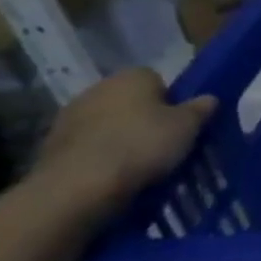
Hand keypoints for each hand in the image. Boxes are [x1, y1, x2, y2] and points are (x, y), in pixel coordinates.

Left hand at [33, 68, 216, 216]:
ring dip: (120, 136)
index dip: (172, 101)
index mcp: (132, 76)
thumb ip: (200, 109)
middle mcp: (98, 87)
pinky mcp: (52, 143)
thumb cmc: (142, 145)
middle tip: (162, 144)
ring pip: (107, 122)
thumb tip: (209, 98)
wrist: (80, 184)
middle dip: (144, 118)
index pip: (158, 80)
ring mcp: (70, 115)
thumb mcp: (188, 127)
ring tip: (137, 164)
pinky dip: (99, 154)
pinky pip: (88, 144)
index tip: (180, 124)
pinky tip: (111, 174)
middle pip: (130, 101)